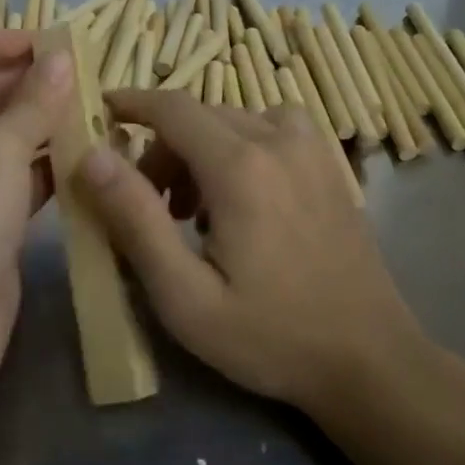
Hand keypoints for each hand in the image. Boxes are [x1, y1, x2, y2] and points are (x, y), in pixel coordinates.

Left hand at [0, 30, 73, 400]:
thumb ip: (32, 103)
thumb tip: (62, 58)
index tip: (41, 41)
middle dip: (26, 85)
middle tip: (81, 71)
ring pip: (3, 142)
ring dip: (43, 125)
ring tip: (93, 104)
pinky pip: (18, 180)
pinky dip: (48, 166)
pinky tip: (88, 153)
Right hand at [77, 92, 428, 412]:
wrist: (371, 360)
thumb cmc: (270, 336)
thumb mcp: (185, 295)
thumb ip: (135, 219)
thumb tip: (92, 156)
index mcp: (240, 168)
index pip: (172, 108)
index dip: (132, 103)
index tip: (102, 112)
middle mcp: (279, 141)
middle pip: (201, 115)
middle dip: (162, 146)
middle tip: (147, 203)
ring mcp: (313, 151)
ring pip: (236, 120)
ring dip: (201, 148)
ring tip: (192, 209)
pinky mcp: (330, 168)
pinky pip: (271, 131)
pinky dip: (240, 148)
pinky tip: (240, 200)